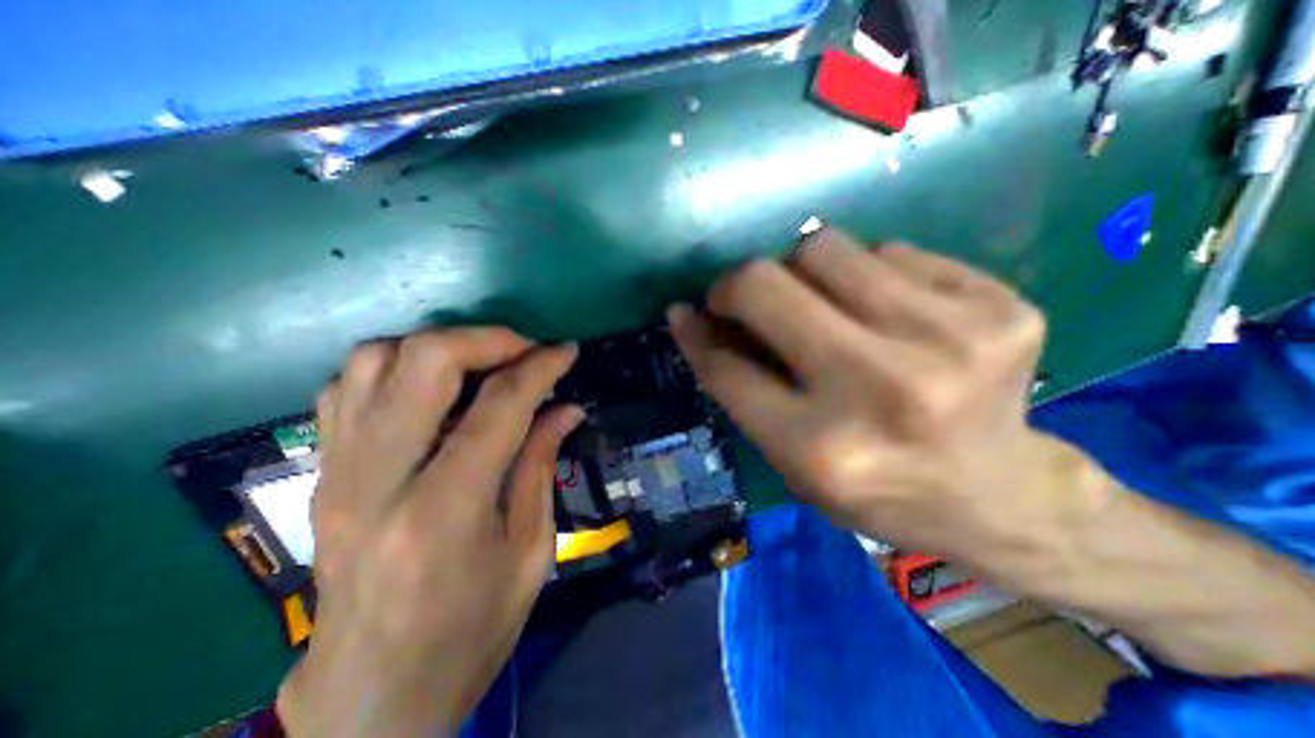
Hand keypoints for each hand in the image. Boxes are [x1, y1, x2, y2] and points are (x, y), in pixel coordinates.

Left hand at [276, 328, 577, 737]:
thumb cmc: (471, 629)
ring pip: (374, 361)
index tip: (566, 352)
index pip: (499, 406)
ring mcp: (337, 473)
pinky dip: (397, 368)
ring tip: (482, 365)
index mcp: (445, 513)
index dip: (539, 367)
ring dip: (440, 347)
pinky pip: (346, 387)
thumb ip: (542, 464)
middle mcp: (378, 481)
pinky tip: (435, 389)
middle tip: (524, 350)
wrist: (372, 694)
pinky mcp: (322, 473)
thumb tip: (567, 408)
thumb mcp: (530, 550)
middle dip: (486, 339)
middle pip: (423, 362)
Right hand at [670, 231, 1077, 570]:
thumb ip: (738, 385)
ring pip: (823, 246)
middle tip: (747, 300)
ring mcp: (951, 339)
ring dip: (801, 273)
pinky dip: (866, 274)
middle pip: (767, 284)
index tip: (687, 313)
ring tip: (822, 307)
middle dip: (738, 285)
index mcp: (822, 449)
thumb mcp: (789, 458)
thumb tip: (690, 317)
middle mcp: (882, 389)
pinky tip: (886, 313)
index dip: (697, 333)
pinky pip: (887, 250)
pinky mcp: (999, 304)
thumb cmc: (874, 486)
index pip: (726, 366)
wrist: (997, 495)